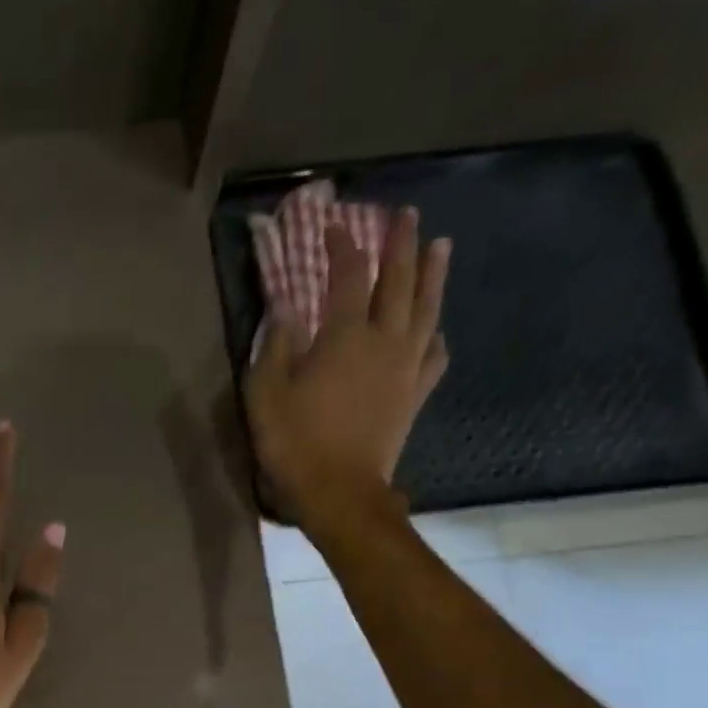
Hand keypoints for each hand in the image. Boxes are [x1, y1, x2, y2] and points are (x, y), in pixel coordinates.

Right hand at [245, 205, 450, 539]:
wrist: (340, 493)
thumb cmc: (295, 443)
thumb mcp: (266, 393)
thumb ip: (275, 345)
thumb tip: (284, 305)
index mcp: (344, 336)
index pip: (348, 276)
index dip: (342, 247)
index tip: (335, 227)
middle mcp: (384, 341)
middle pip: (399, 281)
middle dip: (401, 244)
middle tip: (407, 215)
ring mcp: (406, 368)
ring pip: (427, 310)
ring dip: (433, 274)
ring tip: (441, 246)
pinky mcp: (414, 396)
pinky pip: (434, 356)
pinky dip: (437, 336)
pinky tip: (438, 329)